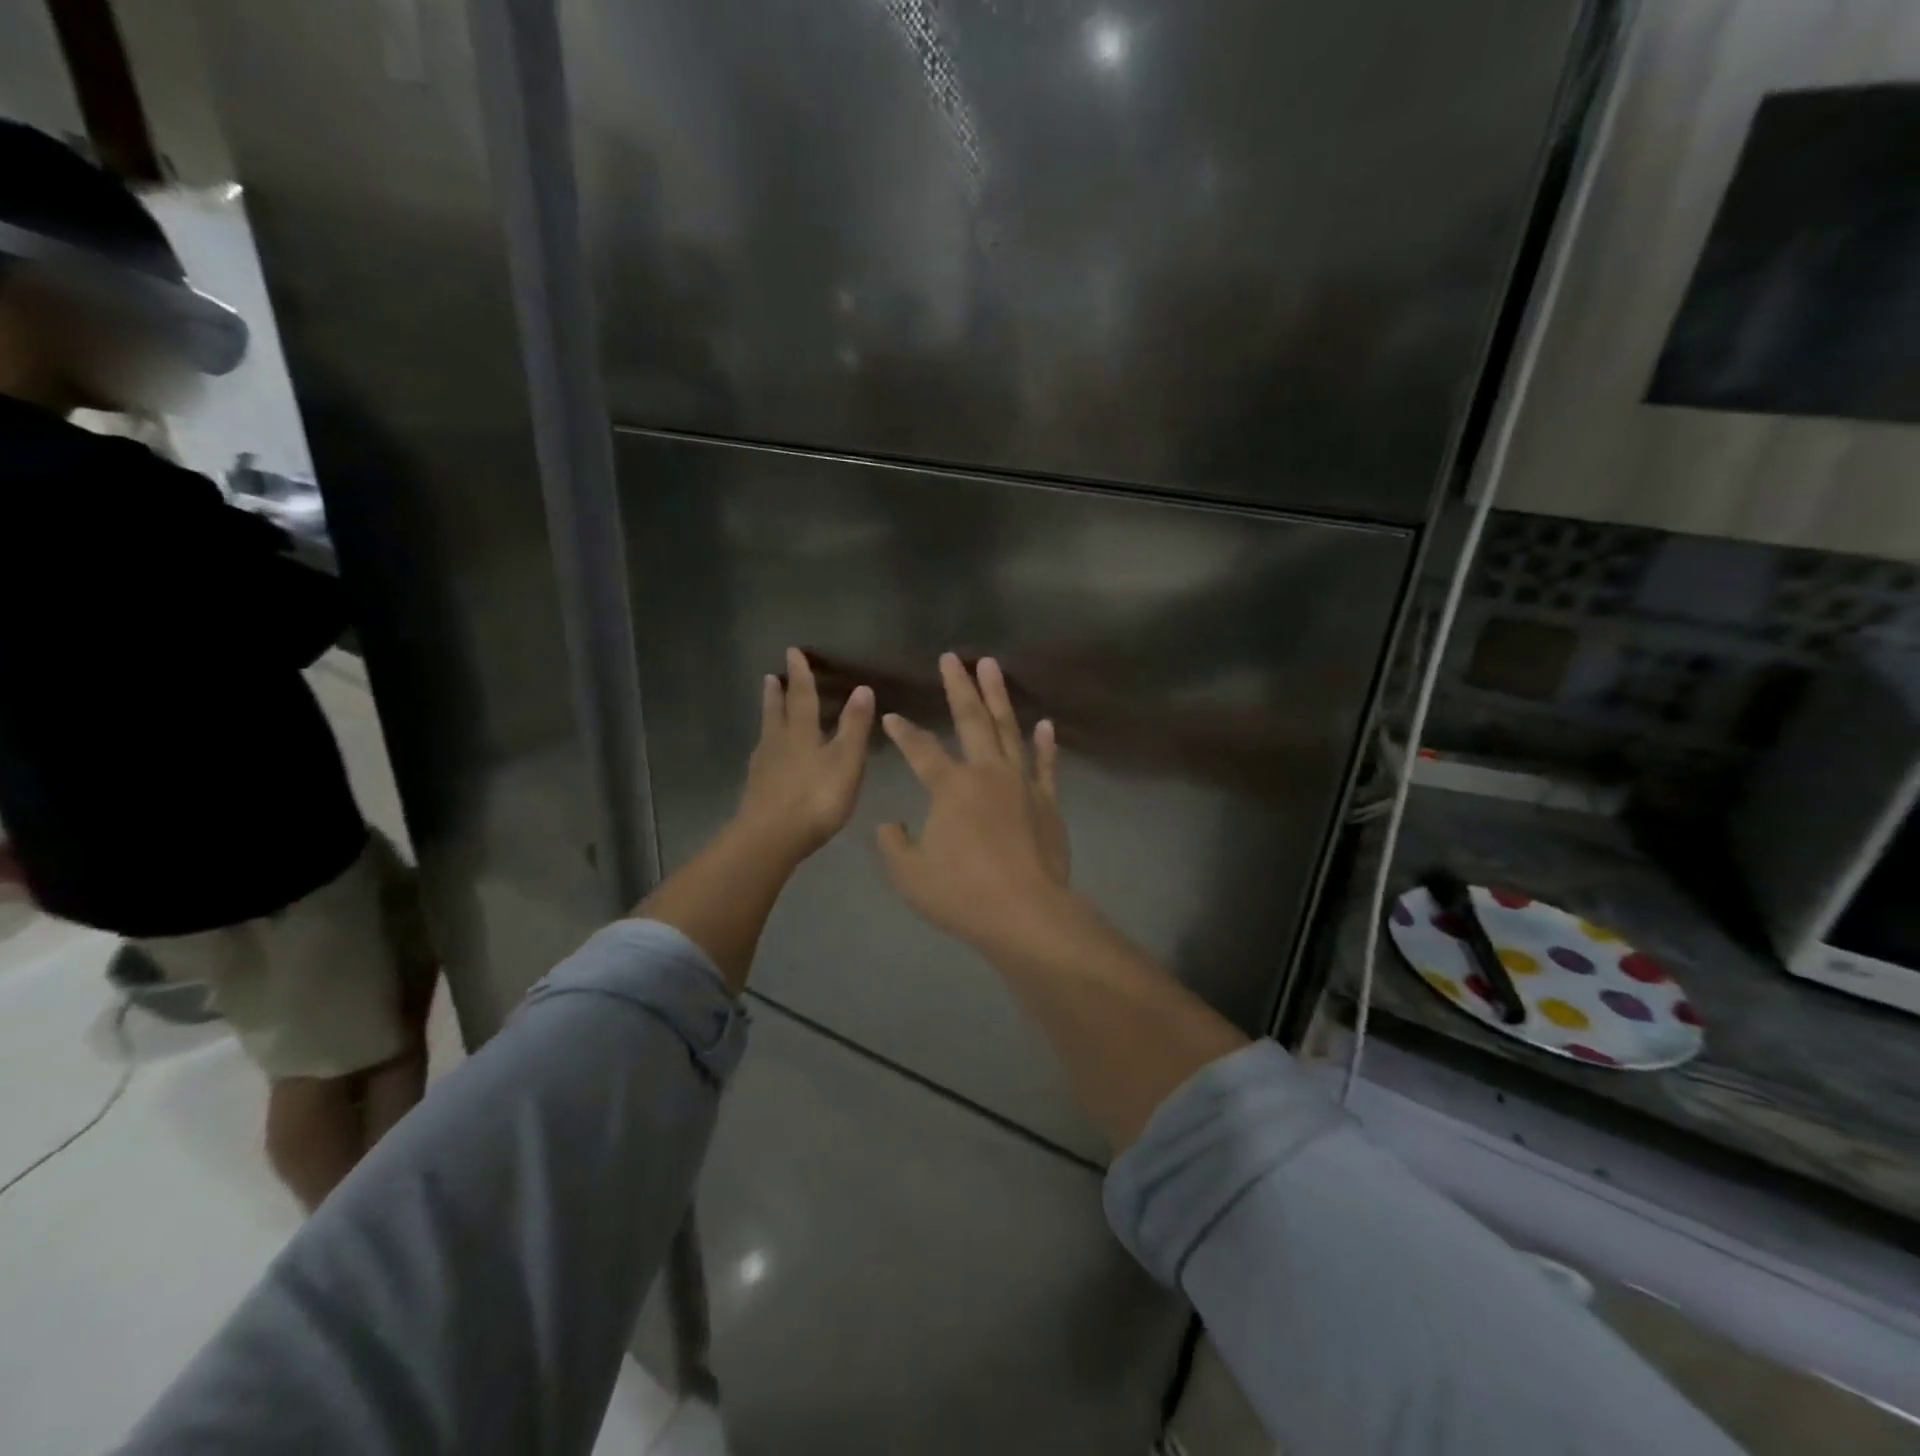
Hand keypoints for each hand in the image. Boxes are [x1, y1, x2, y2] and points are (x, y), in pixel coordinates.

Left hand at [736, 647, 875, 857]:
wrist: (771, 838)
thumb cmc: (816, 798)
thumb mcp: (846, 761)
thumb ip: (854, 726)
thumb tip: (862, 688)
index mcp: (802, 732)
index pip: (803, 696)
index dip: (801, 675)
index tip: (793, 653)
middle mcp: (779, 743)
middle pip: (777, 712)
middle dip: (778, 693)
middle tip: (772, 676)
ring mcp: (764, 767)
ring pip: (767, 732)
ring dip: (769, 715)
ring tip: (768, 704)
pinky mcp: (756, 789)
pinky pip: (762, 756)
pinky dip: (766, 745)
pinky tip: (766, 754)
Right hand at [877, 653, 1072, 951]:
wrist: (1026, 914)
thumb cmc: (962, 895)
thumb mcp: (911, 875)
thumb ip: (895, 845)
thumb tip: (891, 825)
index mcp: (951, 787)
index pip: (921, 750)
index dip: (904, 732)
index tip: (892, 717)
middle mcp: (987, 773)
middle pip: (971, 720)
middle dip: (958, 686)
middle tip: (952, 658)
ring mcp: (1022, 784)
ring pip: (1009, 729)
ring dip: (998, 696)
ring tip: (991, 666)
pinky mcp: (1047, 802)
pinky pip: (1046, 765)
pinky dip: (1045, 743)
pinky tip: (1045, 723)